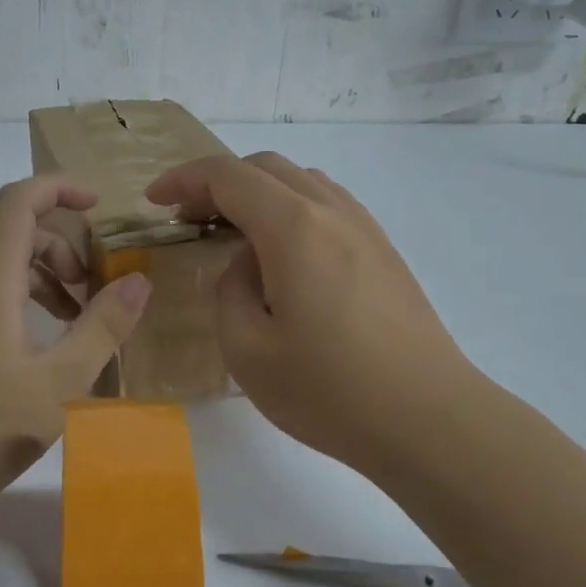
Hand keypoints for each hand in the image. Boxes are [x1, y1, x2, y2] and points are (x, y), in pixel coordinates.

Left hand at [0, 175, 150, 509]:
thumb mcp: (63, 380)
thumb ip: (104, 326)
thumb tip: (138, 280)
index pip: (18, 201)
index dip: (59, 187)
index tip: (99, 204)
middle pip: (9, 229)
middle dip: (59, 241)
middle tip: (93, 282)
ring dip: (39, 273)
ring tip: (75, 316)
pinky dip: (18, 297)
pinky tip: (40, 345)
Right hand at [145, 153, 472, 477]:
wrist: (429, 419)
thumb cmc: (330, 390)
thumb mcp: (247, 350)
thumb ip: (229, 291)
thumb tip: (246, 265)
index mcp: (293, 227)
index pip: (227, 176)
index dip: (184, 180)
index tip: (155, 201)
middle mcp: (331, 211)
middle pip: (265, 167)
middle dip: (217, 182)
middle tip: (188, 218)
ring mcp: (365, 227)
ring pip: (300, 181)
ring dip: (257, 192)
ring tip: (233, 233)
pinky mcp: (384, 250)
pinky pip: (327, 204)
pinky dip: (291, 208)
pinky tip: (283, 253)